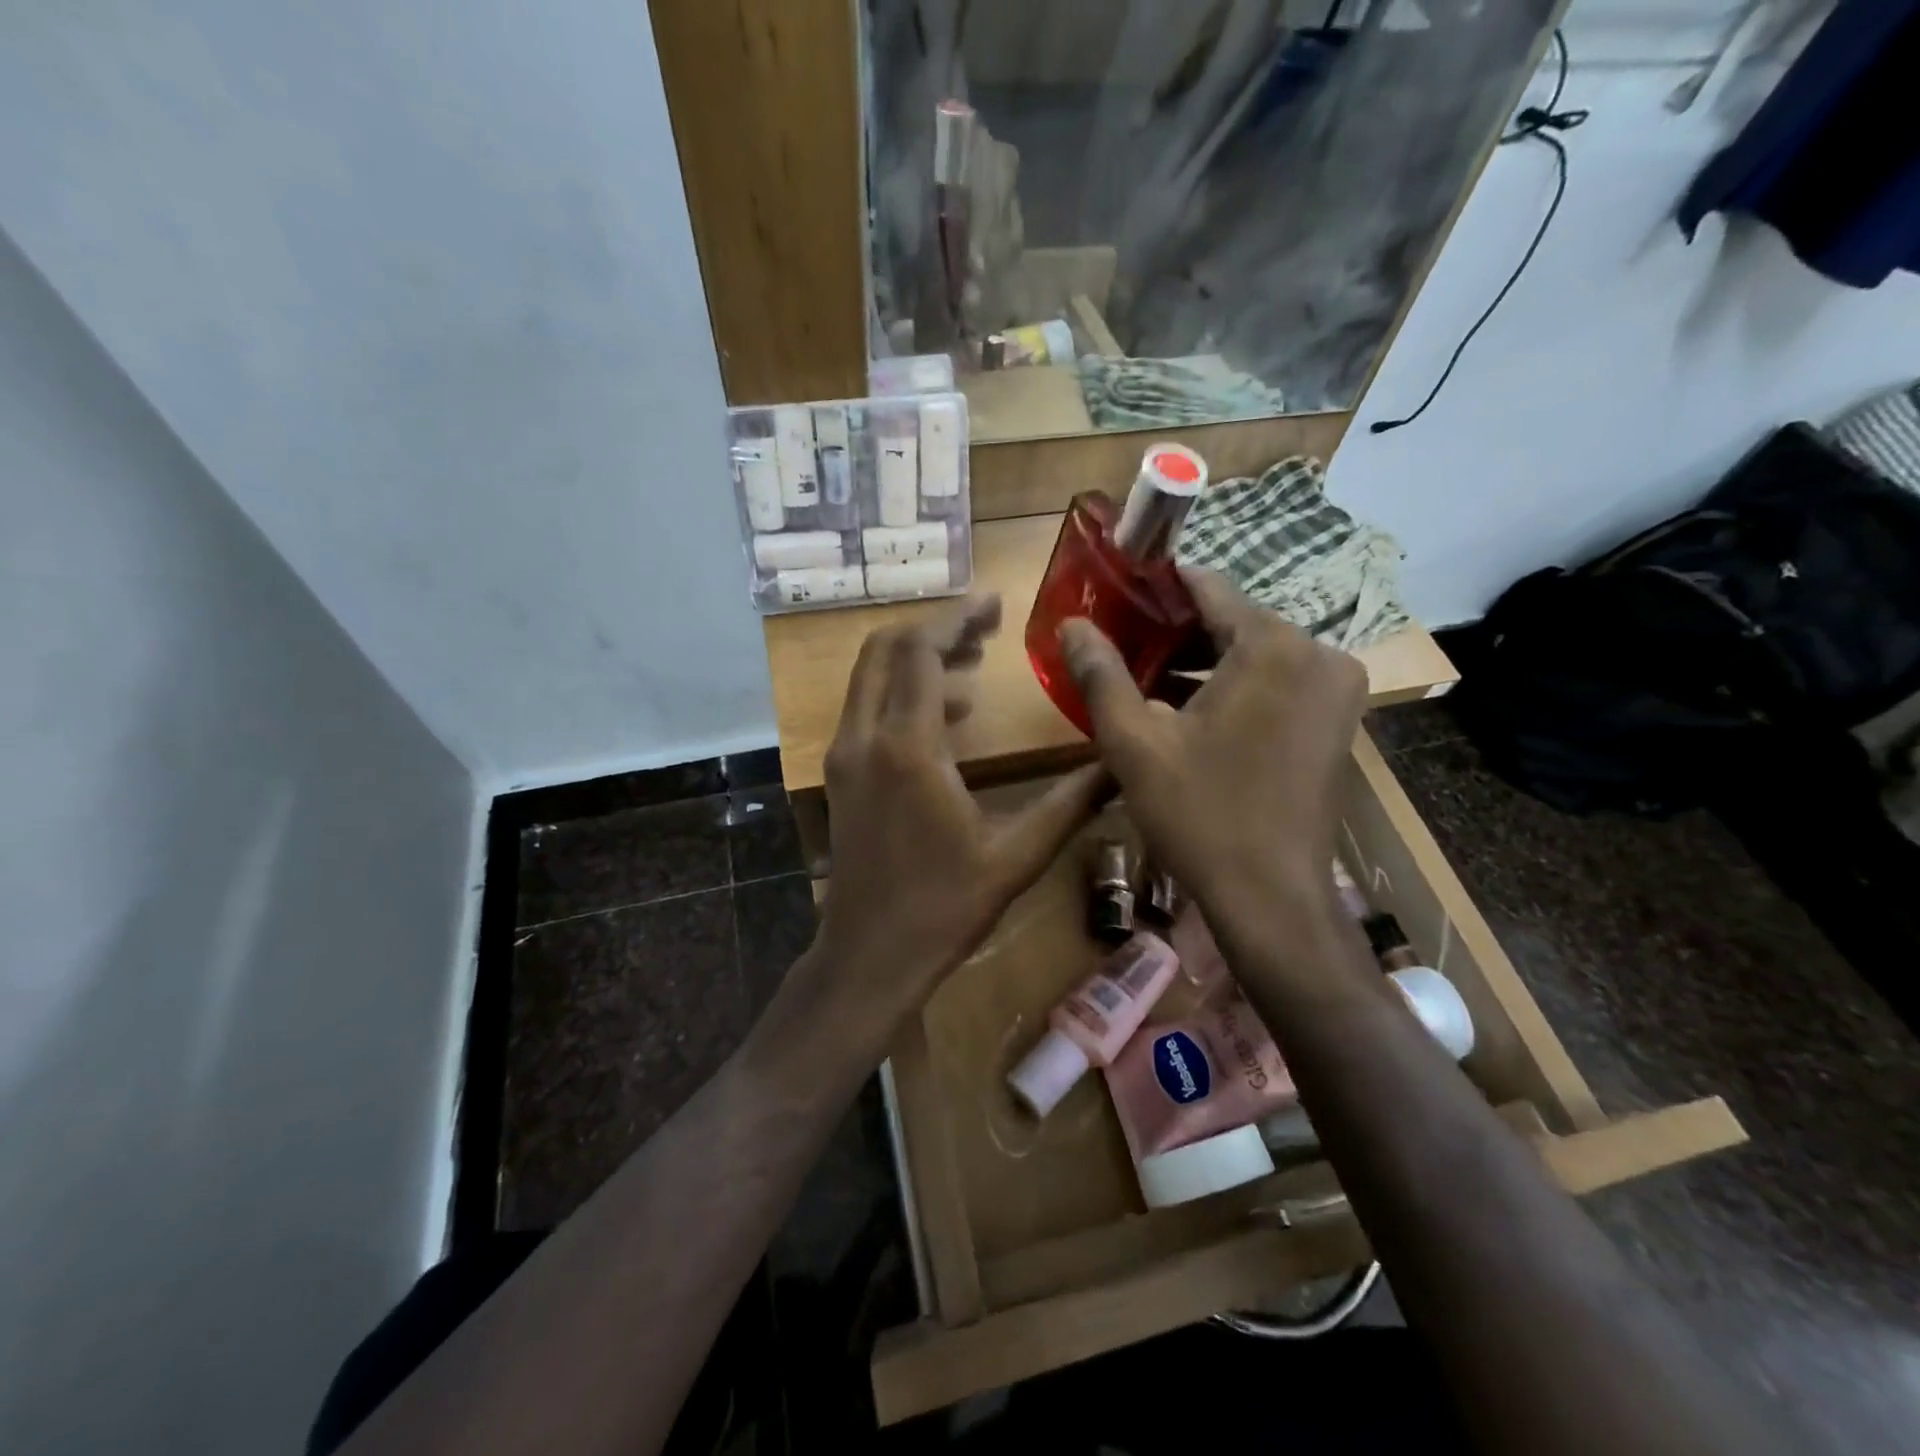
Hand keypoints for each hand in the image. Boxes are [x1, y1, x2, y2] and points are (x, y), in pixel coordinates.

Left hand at [808, 596, 1108, 1037]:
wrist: (871, 955)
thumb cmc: (945, 907)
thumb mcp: (1017, 855)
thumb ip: (1072, 802)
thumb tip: (1120, 763)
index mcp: (907, 747)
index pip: (922, 651)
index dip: (959, 619)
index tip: (996, 605)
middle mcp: (864, 737)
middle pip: (885, 649)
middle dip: (936, 629)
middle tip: (986, 629)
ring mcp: (844, 755)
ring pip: (870, 676)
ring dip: (918, 660)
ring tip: (975, 668)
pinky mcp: (840, 774)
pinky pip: (867, 707)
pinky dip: (902, 692)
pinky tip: (949, 718)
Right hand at [1058, 570, 1365, 935]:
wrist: (1272, 898)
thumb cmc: (1200, 814)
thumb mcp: (1134, 742)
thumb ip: (1100, 673)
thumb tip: (1071, 623)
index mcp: (1273, 645)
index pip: (1207, 587)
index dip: (1155, 587)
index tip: (1114, 594)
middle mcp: (1318, 653)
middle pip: (1232, 620)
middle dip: (1174, 631)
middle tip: (1120, 646)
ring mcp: (1335, 689)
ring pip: (1254, 654)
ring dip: (1201, 662)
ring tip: (1142, 678)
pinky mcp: (1337, 722)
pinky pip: (1277, 682)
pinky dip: (1233, 687)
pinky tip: (1187, 710)